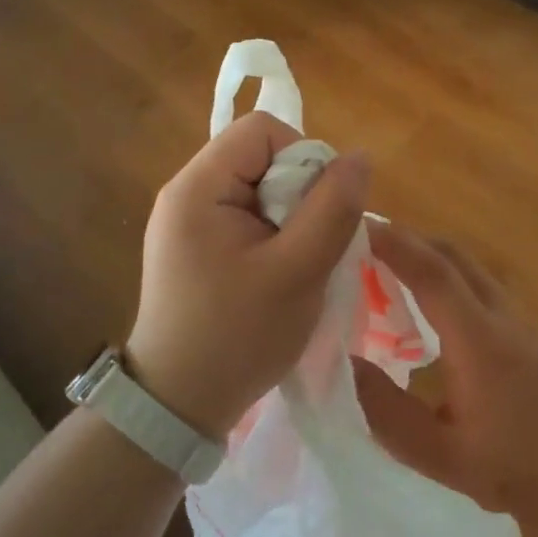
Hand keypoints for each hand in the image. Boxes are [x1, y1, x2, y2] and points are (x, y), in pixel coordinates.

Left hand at [127, 112, 368, 438]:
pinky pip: (248, 214)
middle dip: (299, 192)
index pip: (263, 130)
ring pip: (261, 187)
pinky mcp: (196, 244)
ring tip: (295, 264)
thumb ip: (333, 208)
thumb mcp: (298, 272)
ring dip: (291, 217)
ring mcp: (188, 219)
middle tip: (308, 246)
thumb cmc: (238, 337)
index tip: (317, 211)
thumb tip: (360, 157)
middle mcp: (187, 191)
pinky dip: (275, 234)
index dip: (303, 158)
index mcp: (198, 187)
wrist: (177, 406)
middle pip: (261, 155)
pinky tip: (279, 271)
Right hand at [353, 223, 537, 536]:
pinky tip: (427, 317)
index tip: (357, 224)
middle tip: (363, 246)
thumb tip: (343, 364)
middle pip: (455, 257)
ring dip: (430, 260)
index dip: (394, 243)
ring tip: (385, 275)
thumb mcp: (444, 457)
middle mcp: (502, 319)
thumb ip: (388, 411)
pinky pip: (481, 293)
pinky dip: (447, 284)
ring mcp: (522, 327)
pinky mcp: (530, 341)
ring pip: (470, 272)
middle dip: (409, 241)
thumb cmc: (523, 477)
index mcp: (480, 340)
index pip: (432, 272)